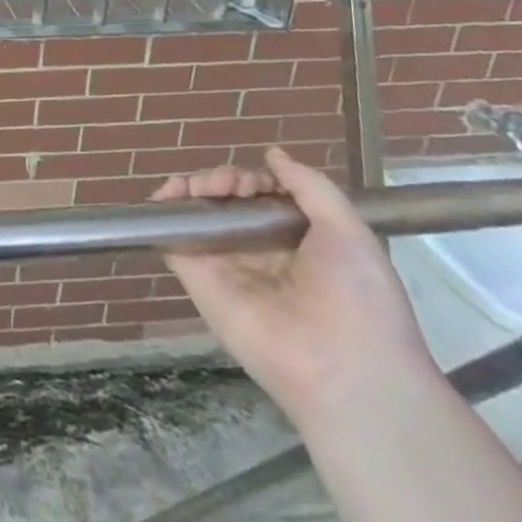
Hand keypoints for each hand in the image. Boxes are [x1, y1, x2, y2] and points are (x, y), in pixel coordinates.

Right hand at [152, 147, 434, 426]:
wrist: (343, 367)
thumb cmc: (357, 297)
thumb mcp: (348, 230)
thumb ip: (310, 186)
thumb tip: (273, 154)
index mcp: (297, 240)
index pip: (263, 196)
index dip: (254, 179)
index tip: (254, 181)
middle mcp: (258, 249)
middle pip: (227, 200)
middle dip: (221, 180)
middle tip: (225, 185)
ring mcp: (224, 262)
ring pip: (199, 213)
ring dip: (192, 189)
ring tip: (199, 187)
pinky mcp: (196, 276)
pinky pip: (173, 238)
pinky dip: (164, 212)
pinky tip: (167, 195)